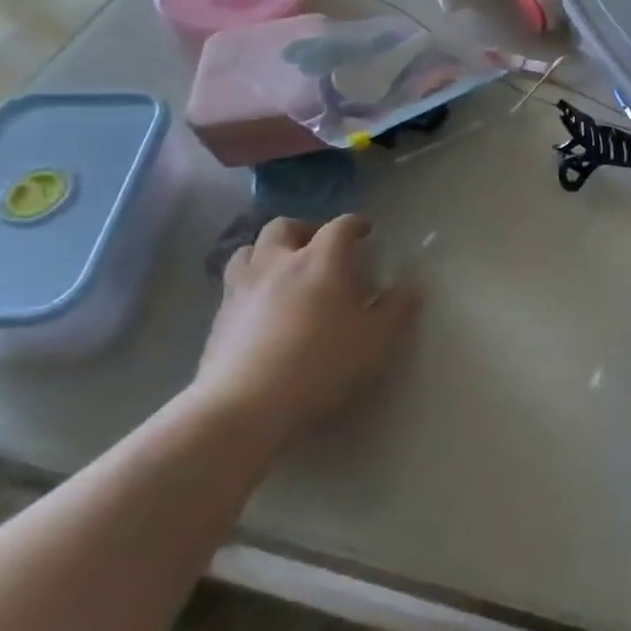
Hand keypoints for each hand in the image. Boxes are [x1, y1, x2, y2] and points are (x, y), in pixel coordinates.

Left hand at [196, 215, 414, 445]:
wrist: (244, 406)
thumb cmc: (319, 365)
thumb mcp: (373, 341)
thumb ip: (396, 309)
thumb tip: (411, 286)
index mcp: (320, 260)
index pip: (340, 226)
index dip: (355, 224)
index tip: (365, 231)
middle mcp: (278, 262)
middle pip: (285, 226)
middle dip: (305, 229)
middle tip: (319, 247)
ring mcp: (243, 287)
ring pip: (250, 249)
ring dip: (268, 251)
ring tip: (282, 271)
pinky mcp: (218, 316)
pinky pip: (234, 284)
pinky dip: (250, 283)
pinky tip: (260, 307)